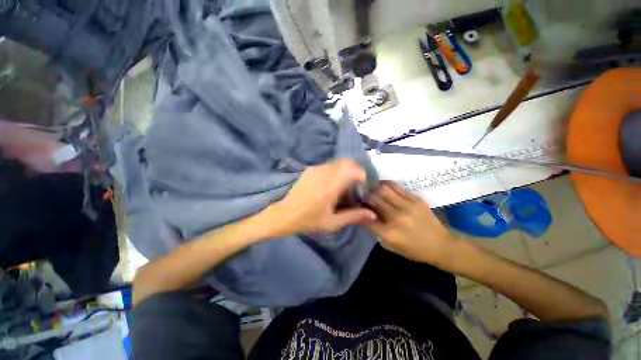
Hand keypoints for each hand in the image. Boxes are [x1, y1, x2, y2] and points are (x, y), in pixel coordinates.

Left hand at [264, 159, 376, 236]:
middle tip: (357, 184)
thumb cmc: (307, 220)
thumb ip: (353, 216)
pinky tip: (332, 183)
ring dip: (345, 170)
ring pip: (337, 163)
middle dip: (355, 170)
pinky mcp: (309, 170)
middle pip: (346, 162)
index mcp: (330, 186)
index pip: (352, 169)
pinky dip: (336, 170)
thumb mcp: (331, 223)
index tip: (364, 184)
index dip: (362, 174)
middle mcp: (323, 173)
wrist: (282, 214)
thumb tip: (372, 214)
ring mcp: (315, 169)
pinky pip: (328, 165)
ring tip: (345, 184)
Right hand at [365, 182, 455, 266]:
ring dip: (374, 187)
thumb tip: (365, 215)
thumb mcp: (390, 246)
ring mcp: (407, 206)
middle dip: (364, 195)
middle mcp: (396, 217)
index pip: (366, 216)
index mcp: (389, 233)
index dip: (359, 209)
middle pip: (373, 199)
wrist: (441, 245)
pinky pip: (397, 187)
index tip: (355, 205)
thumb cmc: (414, 249)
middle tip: (360, 192)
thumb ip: (376, 230)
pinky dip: (386, 185)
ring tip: (370, 186)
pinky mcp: (416, 199)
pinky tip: (382, 185)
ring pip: (384, 190)